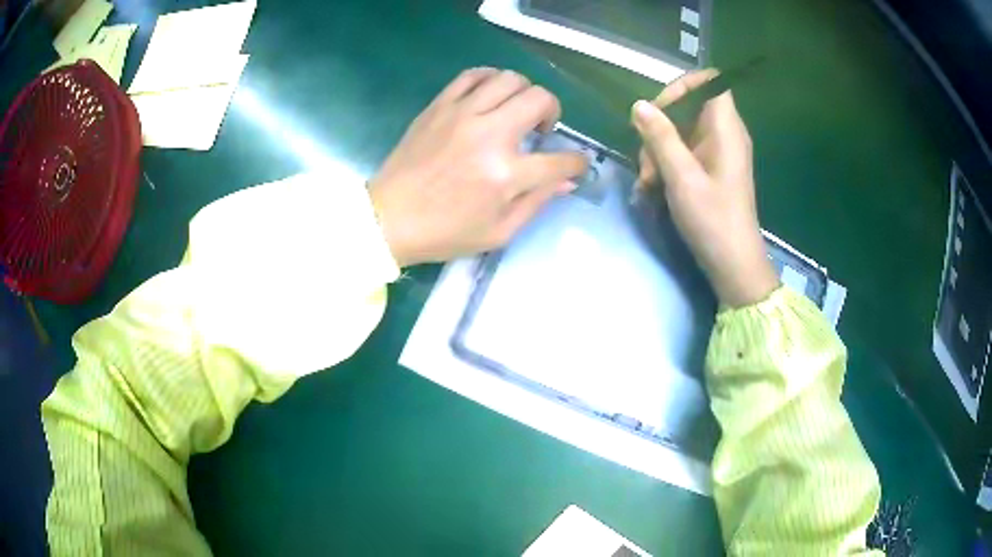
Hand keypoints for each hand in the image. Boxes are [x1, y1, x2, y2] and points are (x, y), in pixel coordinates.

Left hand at [368, 68, 587, 266]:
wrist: (388, 218)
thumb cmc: (444, 232)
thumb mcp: (498, 232)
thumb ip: (536, 203)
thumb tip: (565, 181)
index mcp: (506, 175)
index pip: (560, 160)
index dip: (577, 162)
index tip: (575, 164)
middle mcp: (489, 135)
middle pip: (540, 100)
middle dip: (554, 113)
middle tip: (542, 130)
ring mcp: (462, 114)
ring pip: (510, 79)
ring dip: (525, 93)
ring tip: (516, 111)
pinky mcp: (439, 105)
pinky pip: (473, 74)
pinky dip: (491, 79)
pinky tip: (490, 96)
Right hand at [631, 70, 777, 307]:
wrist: (733, 264)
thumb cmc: (713, 220)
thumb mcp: (682, 177)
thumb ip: (661, 137)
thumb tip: (639, 105)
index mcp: (726, 129)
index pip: (711, 82)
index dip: (683, 86)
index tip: (659, 108)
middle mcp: (724, 134)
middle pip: (689, 106)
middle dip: (660, 125)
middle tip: (647, 156)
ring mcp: (718, 152)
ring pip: (681, 130)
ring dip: (658, 149)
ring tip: (648, 180)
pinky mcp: (711, 169)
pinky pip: (684, 150)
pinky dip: (666, 163)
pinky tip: (652, 187)